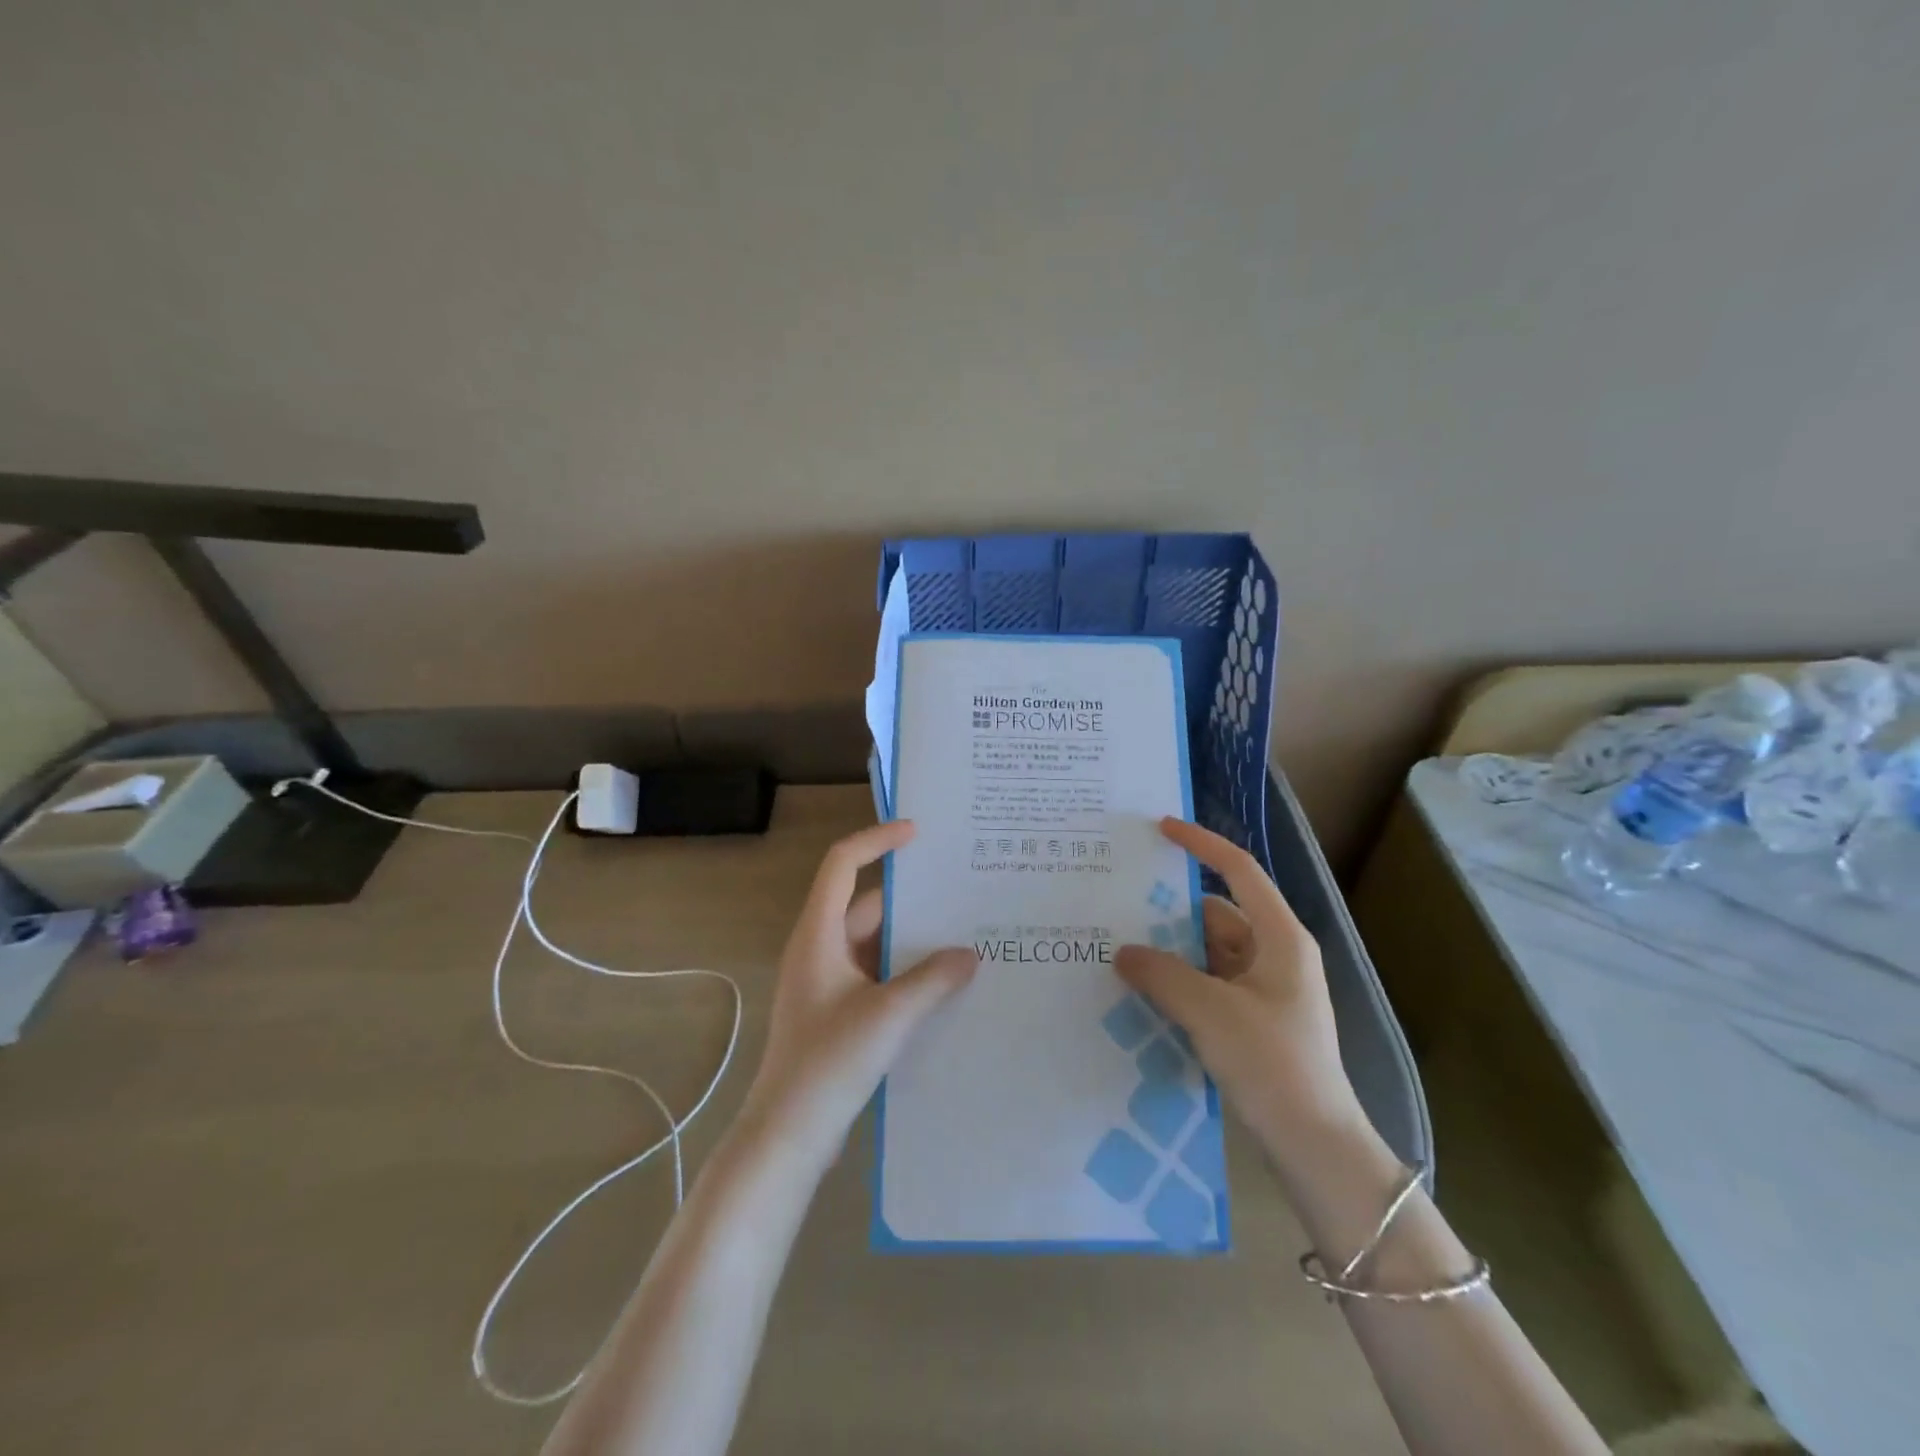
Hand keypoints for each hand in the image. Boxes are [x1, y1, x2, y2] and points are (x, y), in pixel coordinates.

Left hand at [736, 821, 976, 1171]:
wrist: (788, 1134)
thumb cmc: (829, 1062)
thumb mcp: (889, 1015)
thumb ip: (933, 979)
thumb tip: (969, 954)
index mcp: (818, 934)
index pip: (843, 864)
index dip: (877, 840)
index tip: (918, 833)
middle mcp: (819, 948)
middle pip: (864, 903)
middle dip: (908, 895)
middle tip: (956, 887)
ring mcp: (826, 981)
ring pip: (873, 941)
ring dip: (910, 937)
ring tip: (960, 931)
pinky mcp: (837, 1011)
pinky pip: (875, 972)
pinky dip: (904, 969)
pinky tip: (942, 981)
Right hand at [1115, 818, 1368, 1174]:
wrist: (1316, 1147)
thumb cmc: (1273, 1064)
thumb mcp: (1210, 1012)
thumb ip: (1161, 974)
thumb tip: (1122, 951)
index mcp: (1281, 938)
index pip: (1239, 871)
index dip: (1201, 844)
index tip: (1161, 828)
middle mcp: (1275, 955)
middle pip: (1216, 913)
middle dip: (1170, 910)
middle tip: (1119, 904)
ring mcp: (1265, 990)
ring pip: (1208, 952)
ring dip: (1170, 951)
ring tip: (1120, 950)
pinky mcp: (1253, 1020)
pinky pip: (1208, 984)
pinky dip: (1179, 982)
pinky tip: (1143, 993)